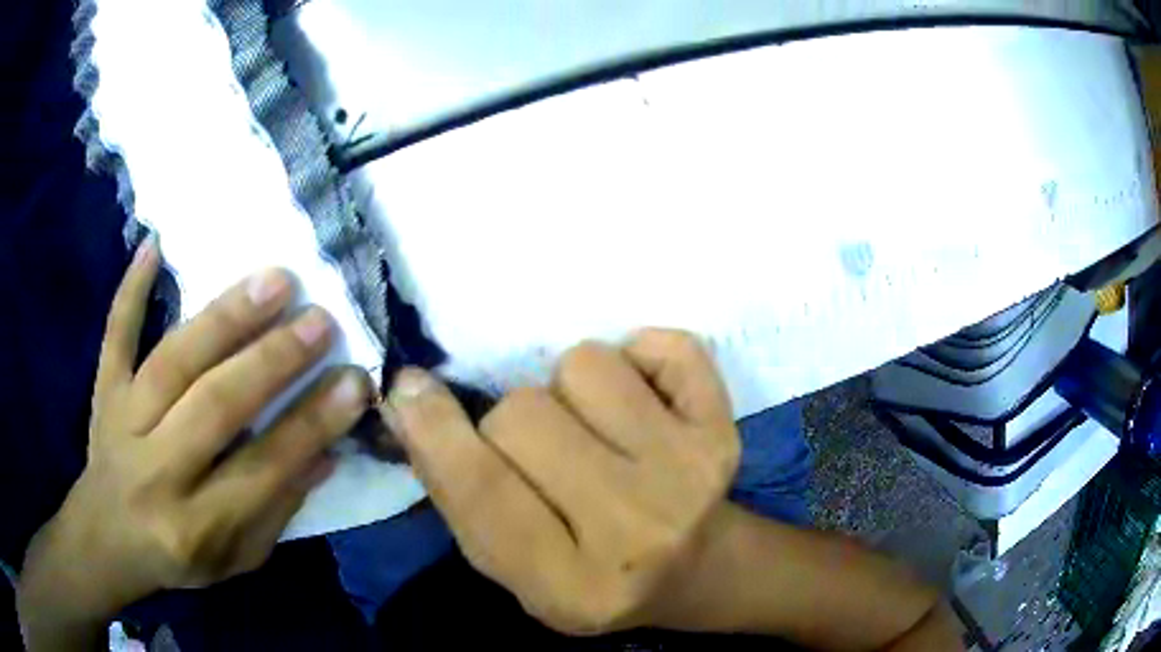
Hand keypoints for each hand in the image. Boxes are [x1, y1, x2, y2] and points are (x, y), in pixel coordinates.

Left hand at [18, 237, 373, 637]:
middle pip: (215, 406)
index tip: (354, 382)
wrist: (107, 538)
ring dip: (224, 318)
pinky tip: (154, 244)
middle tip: (320, 319)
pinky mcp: (104, 389)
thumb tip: (326, 453)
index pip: (262, 470)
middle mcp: (156, 471)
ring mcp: (123, 420)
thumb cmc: (179, 556)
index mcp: (196, 526)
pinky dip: (132, 291)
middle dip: (272, 361)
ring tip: (275, 280)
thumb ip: (278, 510)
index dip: (311, 425)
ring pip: (173, 361)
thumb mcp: (237, 556)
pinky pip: (115, 335)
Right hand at [383, 330, 740, 634]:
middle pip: (524, 415)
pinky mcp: (726, 429)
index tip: (409, 388)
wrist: (696, 568)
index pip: (484, 494)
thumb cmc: (591, 572)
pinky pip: (661, 344)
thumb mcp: (512, 565)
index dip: (436, 431)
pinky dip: (639, 360)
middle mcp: (638, 532)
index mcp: (571, 586)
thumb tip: (409, 401)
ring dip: (571, 390)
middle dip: (512, 425)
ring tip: (594, 432)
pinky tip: (645, 407)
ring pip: (584, 366)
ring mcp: (691, 475)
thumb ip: (458, 493)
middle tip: (542, 454)